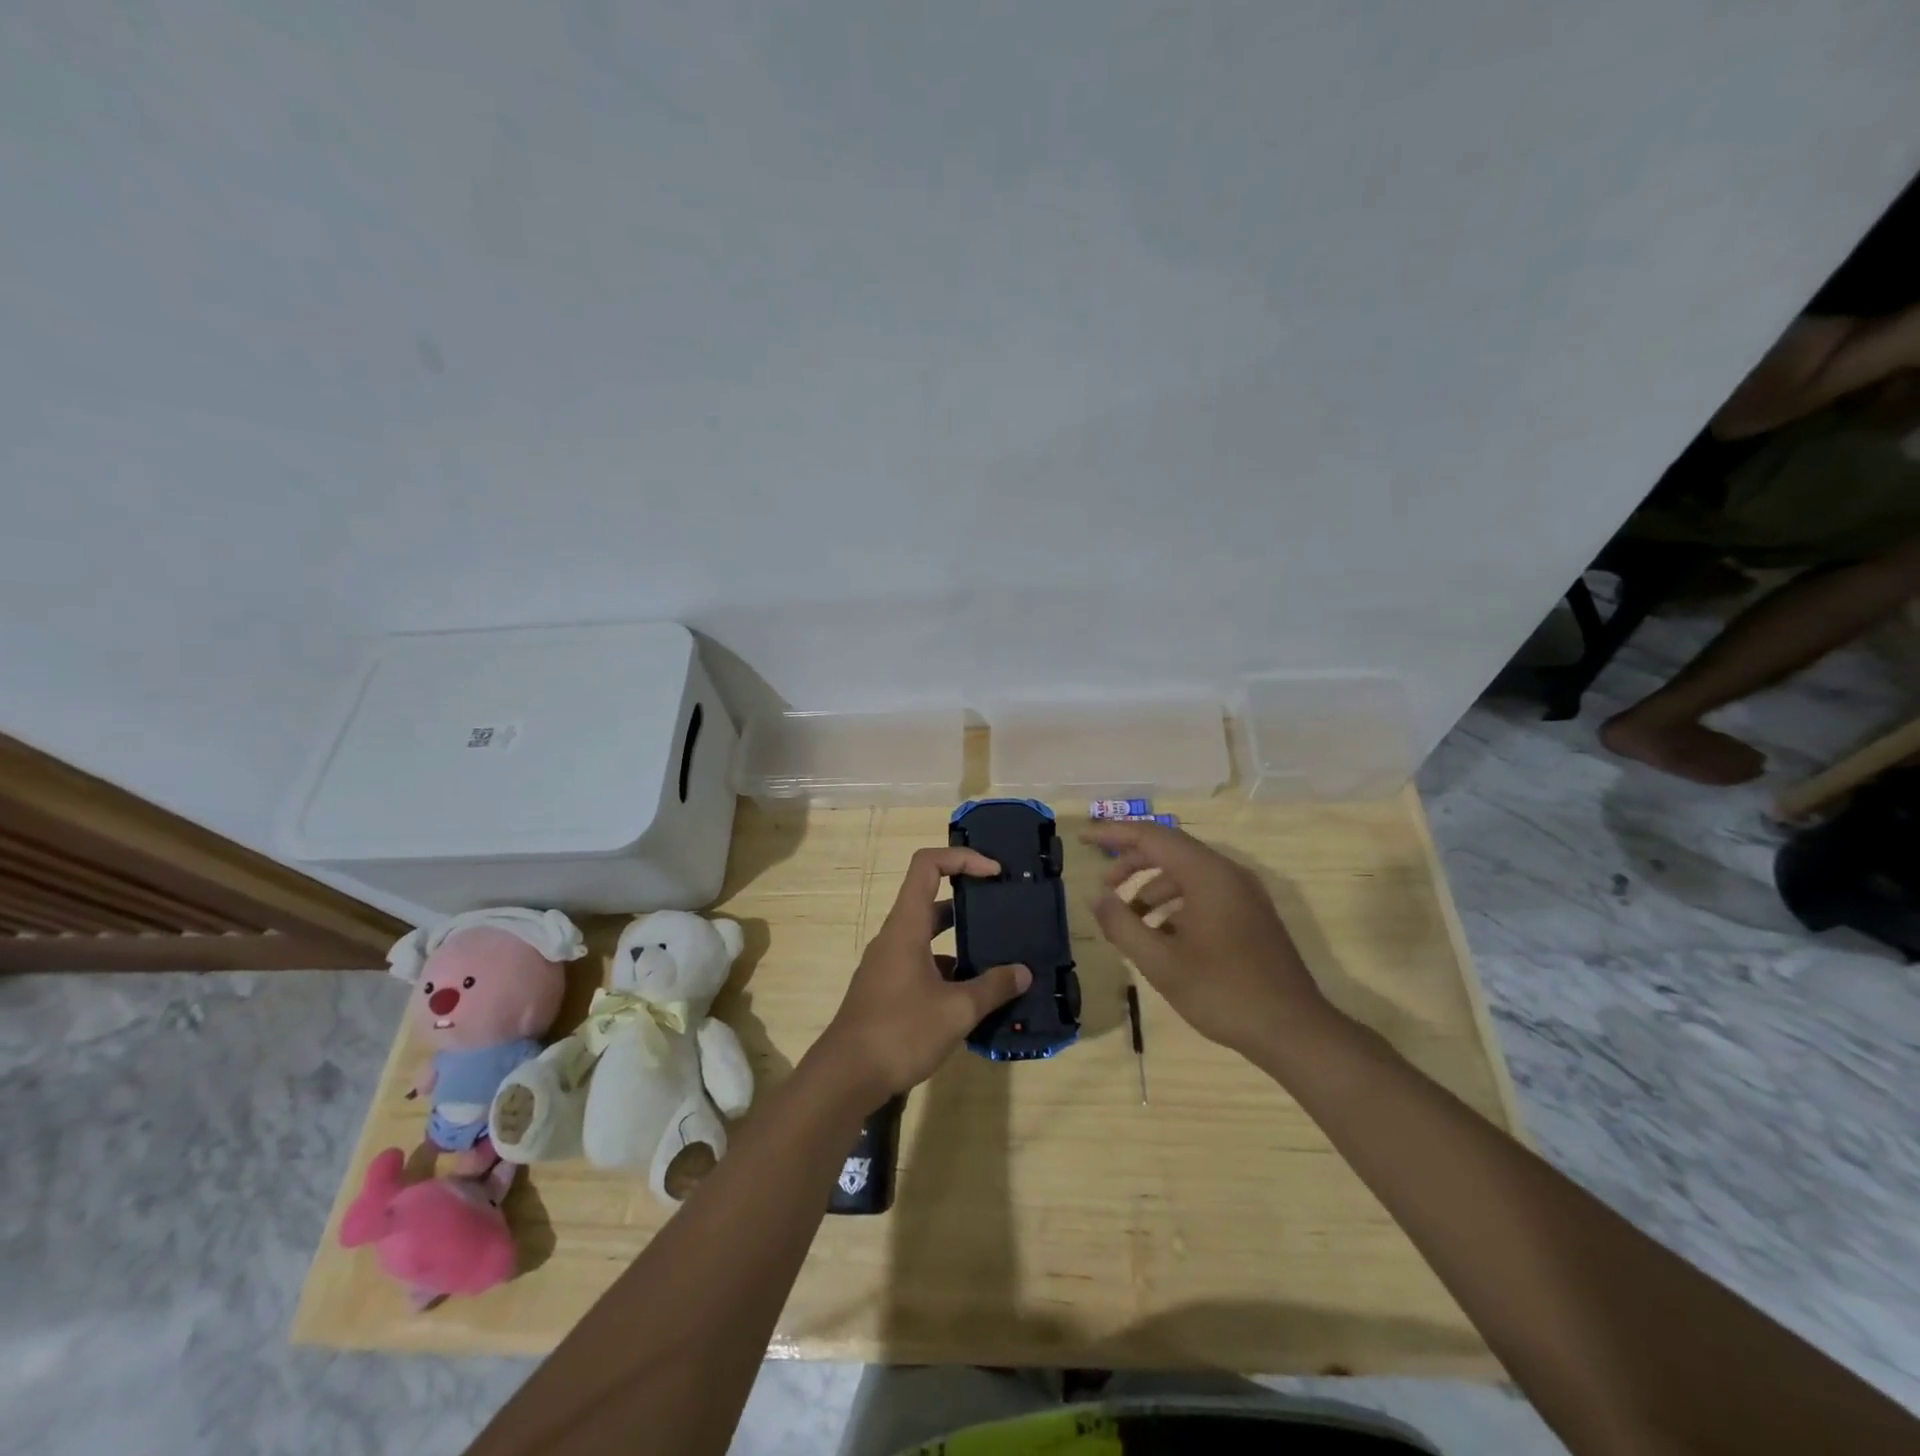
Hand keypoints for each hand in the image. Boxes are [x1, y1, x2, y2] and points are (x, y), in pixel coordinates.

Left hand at [815, 847, 1031, 1107]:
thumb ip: (992, 988)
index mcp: (906, 926)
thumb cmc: (900, 1032)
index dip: (962, 857)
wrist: (846, 1076)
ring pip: (928, 934)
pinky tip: (974, 994)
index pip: (928, 865)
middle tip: (1003, 908)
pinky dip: (949, 968)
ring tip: (998, 952)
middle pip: (931, 897)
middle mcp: (895, 936)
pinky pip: (922, 962)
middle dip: (968, 898)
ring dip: (960, 938)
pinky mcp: (888, 988)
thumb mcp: (956, 1011)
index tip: (995, 873)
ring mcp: (888, 963)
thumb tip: (1023, 973)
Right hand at [1084, 820, 1332, 1057]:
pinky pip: (1205, 892)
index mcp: (1207, 874)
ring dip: (1152, 888)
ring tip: (1129, 920)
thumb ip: (1122, 925)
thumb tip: (1096, 897)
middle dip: (1131, 863)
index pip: (1151, 836)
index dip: (1113, 834)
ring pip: (1187, 873)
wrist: (1294, 1031)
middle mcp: (1228, 873)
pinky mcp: (1252, 915)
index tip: (1083, 837)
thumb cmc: (1223, 992)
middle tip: (1103, 887)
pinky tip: (1161, 935)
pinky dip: (1175, 903)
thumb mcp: (1161, 962)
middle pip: (1170, 850)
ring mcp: (1244, 894)